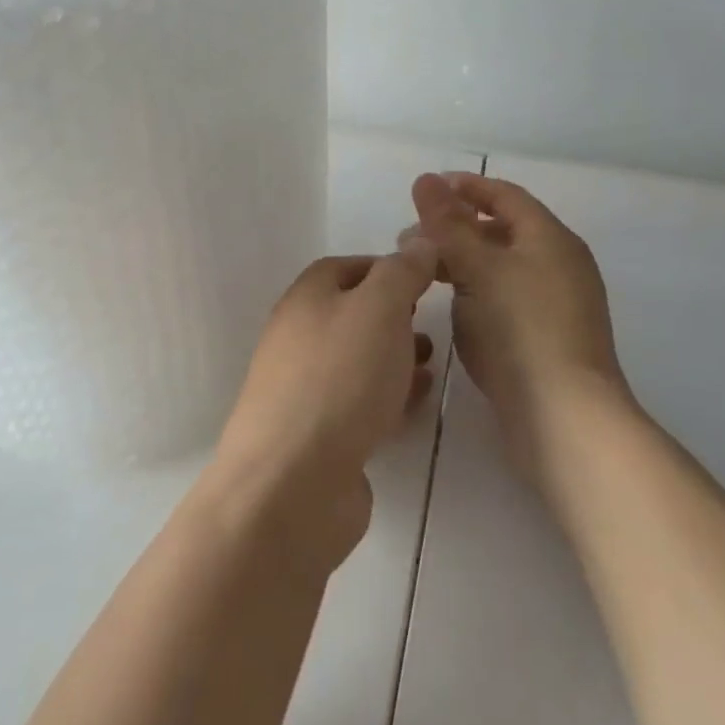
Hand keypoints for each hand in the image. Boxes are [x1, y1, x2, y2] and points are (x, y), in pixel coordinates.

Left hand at [211, 247, 438, 564]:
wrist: (292, 482)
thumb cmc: (339, 379)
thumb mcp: (379, 309)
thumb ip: (402, 272)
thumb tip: (419, 241)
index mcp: (306, 298)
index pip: (347, 266)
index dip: (389, 268)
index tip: (428, 280)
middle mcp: (298, 337)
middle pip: (351, 314)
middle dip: (395, 315)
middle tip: (431, 324)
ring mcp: (304, 388)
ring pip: (357, 360)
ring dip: (395, 356)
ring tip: (432, 363)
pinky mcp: (318, 435)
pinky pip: (359, 402)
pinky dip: (389, 395)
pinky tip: (415, 403)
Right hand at [409, 172, 634, 485]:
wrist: (564, 417)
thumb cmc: (520, 329)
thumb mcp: (478, 268)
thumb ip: (448, 224)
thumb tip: (425, 179)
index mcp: (550, 238)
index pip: (505, 196)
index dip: (465, 187)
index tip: (426, 188)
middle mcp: (559, 264)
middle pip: (502, 231)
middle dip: (455, 228)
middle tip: (410, 237)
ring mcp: (556, 304)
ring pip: (501, 267)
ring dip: (461, 262)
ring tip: (422, 273)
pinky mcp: (546, 338)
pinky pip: (505, 298)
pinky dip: (475, 291)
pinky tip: (451, 307)